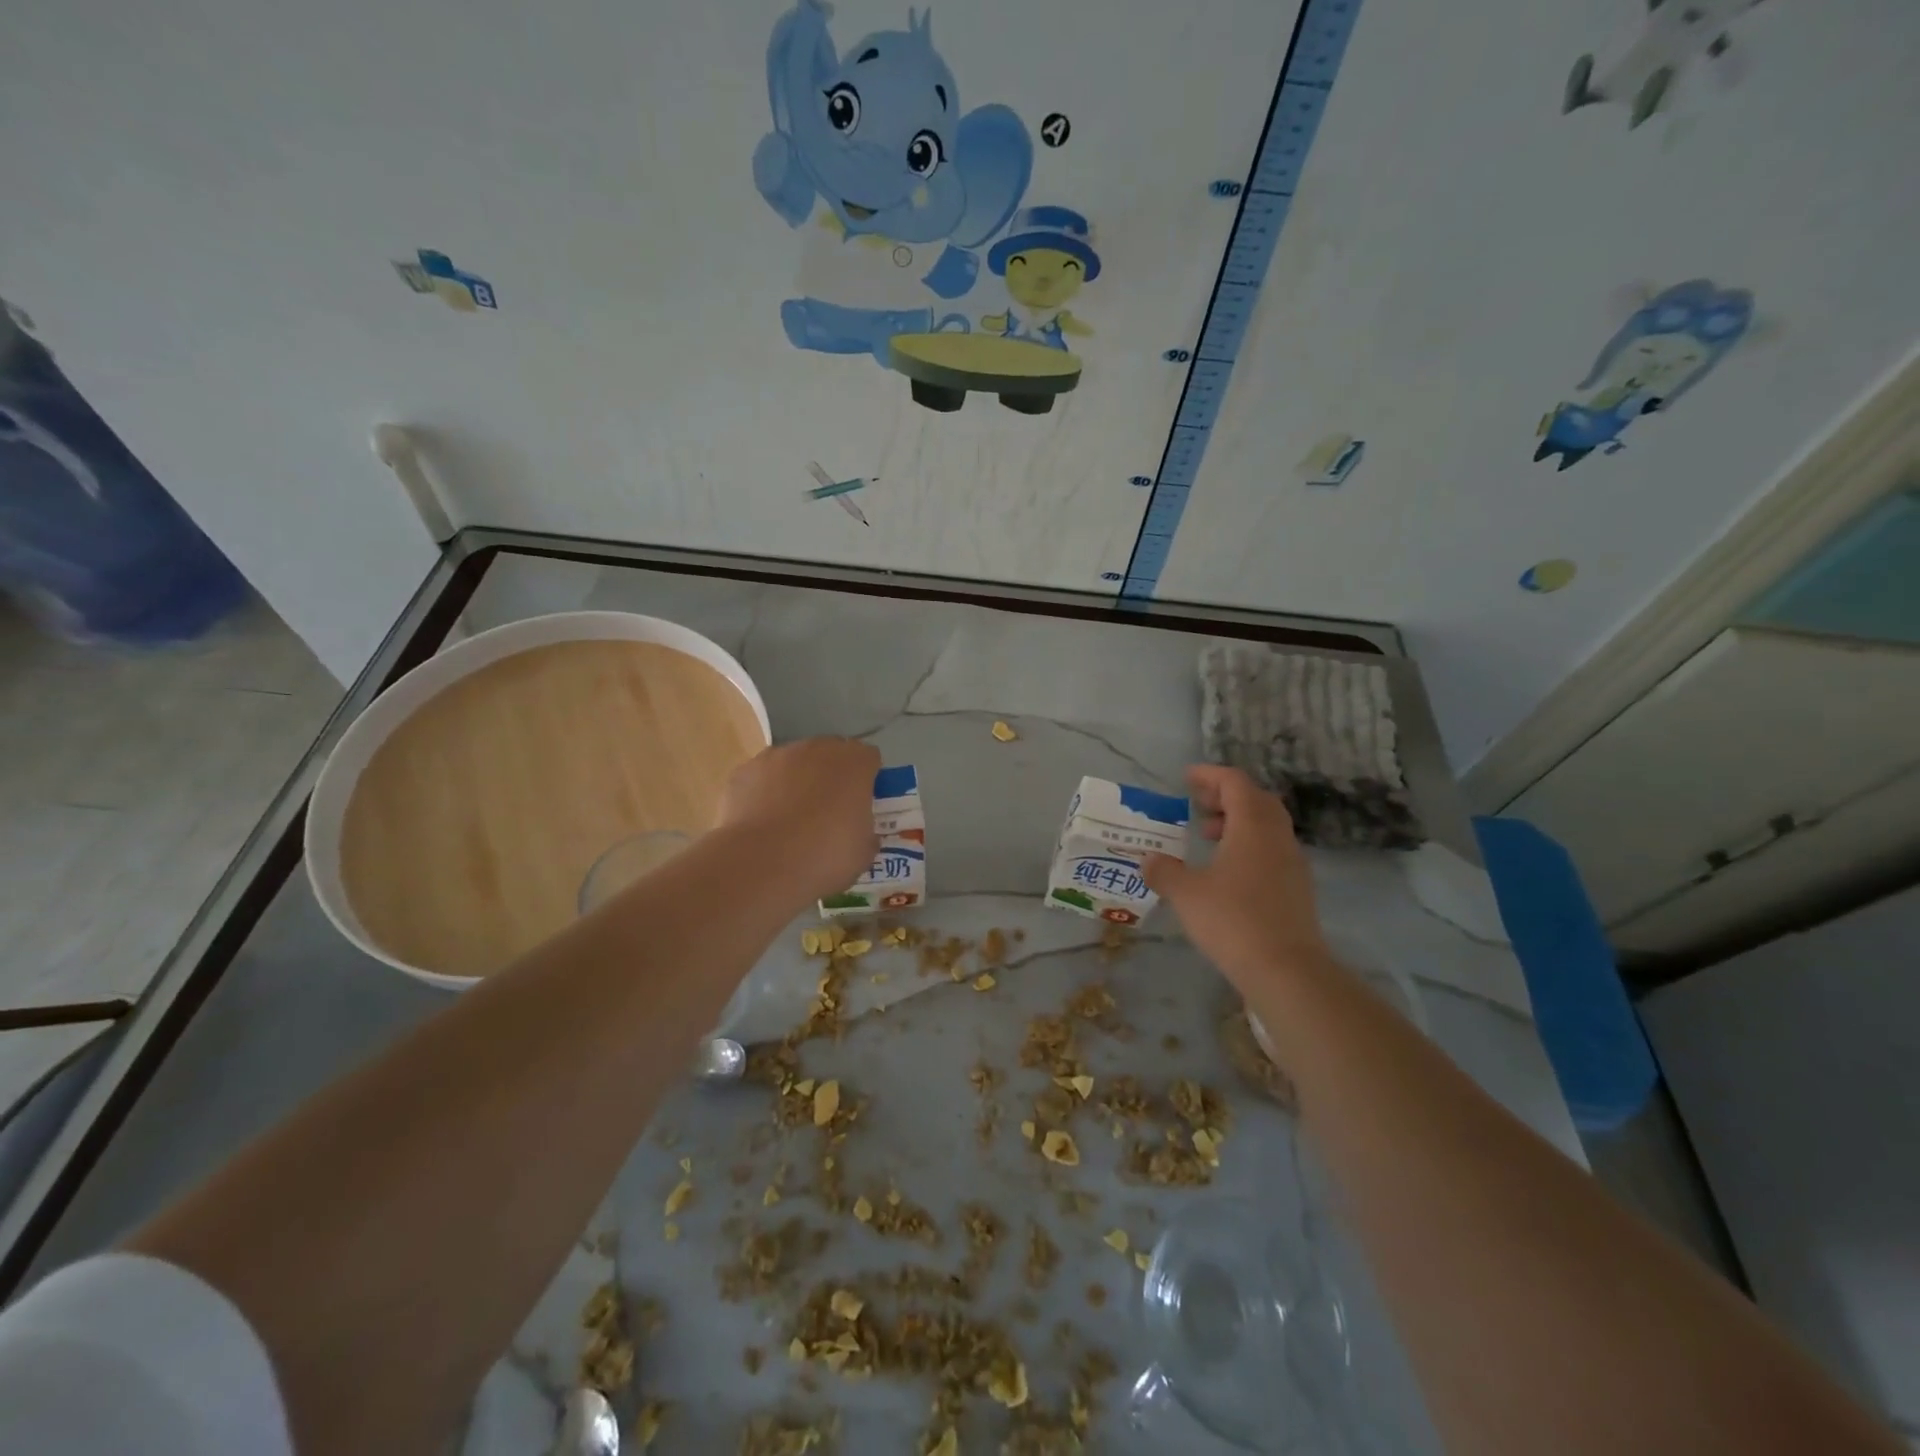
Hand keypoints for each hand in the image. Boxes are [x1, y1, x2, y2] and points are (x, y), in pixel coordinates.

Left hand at [718, 738, 879, 903]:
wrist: (761, 863)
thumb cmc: (824, 856)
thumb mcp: (862, 853)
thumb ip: (866, 833)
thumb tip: (861, 835)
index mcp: (853, 763)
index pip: (868, 758)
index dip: (867, 779)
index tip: (862, 803)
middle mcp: (816, 749)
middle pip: (830, 754)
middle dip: (831, 776)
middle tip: (828, 811)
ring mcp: (776, 756)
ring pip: (793, 763)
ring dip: (796, 782)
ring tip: (789, 820)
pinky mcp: (744, 771)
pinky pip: (762, 778)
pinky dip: (764, 793)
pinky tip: (762, 823)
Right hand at [1143, 766, 1331, 991]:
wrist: (1286, 970)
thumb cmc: (1232, 920)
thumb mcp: (1186, 893)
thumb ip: (1164, 871)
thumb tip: (1149, 860)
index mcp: (1253, 826)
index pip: (1235, 783)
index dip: (1210, 775)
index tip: (1186, 778)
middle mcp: (1277, 837)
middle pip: (1256, 800)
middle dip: (1226, 796)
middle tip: (1198, 804)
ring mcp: (1293, 863)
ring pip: (1267, 826)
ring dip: (1238, 822)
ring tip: (1208, 837)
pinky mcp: (1298, 888)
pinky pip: (1272, 850)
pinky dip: (1249, 846)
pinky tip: (1227, 870)